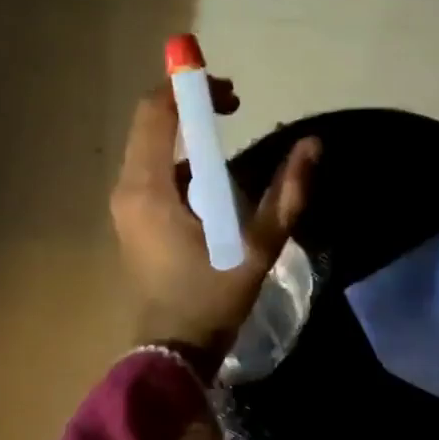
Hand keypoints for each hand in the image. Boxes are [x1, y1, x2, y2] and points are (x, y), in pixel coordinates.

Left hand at [111, 78, 320, 373]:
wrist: (172, 350)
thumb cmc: (211, 296)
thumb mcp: (258, 245)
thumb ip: (287, 193)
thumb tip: (313, 146)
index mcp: (148, 187)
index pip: (157, 112)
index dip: (190, 89)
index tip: (231, 93)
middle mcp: (128, 187)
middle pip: (150, 123)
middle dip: (189, 104)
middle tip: (234, 105)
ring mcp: (125, 204)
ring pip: (151, 146)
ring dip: (186, 131)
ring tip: (229, 135)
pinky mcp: (133, 218)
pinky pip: (152, 170)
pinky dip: (181, 159)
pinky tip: (213, 180)